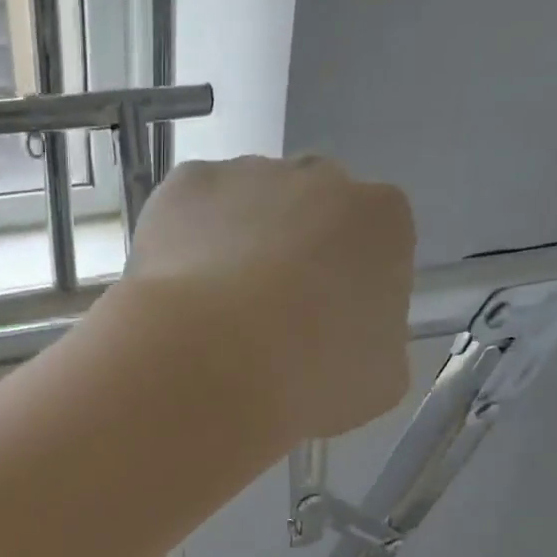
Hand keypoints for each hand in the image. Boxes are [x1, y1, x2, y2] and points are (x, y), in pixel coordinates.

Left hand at [122, 155, 413, 440]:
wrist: (211, 367)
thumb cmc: (307, 381)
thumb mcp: (376, 382)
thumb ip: (374, 343)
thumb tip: (351, 339)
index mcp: (381, 223)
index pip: (370, 248)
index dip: (341, 292)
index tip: (315, 333)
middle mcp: (320, 177)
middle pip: (307, 216)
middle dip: (288, 259)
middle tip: (260, 324)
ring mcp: (248, 174)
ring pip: (243, 209)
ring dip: (232, 250)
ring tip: (208, 318)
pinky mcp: (185, 185)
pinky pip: (186, 213)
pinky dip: (179, 246)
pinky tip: (174, 295)